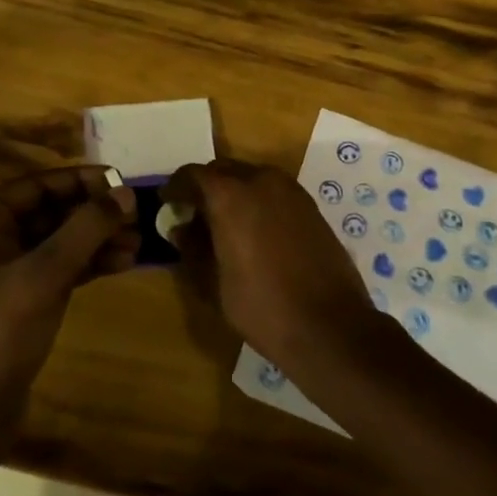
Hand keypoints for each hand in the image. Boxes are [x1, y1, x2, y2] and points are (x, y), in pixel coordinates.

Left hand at [0, 167, 136, 411]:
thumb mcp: (44, 274)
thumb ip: (86, 229)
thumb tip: (125, 193)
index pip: (37, 185)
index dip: (82, 181)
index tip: (123, 182)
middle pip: (50, 212)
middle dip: (94, 214)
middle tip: (138, 216)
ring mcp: (3, 271)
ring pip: (58, 241)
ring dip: (97, 240)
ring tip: (138, 243)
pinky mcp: (19, 299)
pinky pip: (57, 268)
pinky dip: (88, 263)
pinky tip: (122, 263)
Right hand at [164, 160, 376, 368]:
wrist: (330, 325)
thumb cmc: (263, 307)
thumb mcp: (214, 282)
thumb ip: (193, 248)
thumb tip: (181, 228)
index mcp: (231, 195)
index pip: (193, 175)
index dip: (176, 187)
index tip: (166, 203)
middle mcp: (261, 181)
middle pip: (223, 170)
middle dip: (205, 187)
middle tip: (193, 214)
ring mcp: (291, 190)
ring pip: (251, 177)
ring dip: (233, 191)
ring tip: (223, 222)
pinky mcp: (310, 205)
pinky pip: (274, 191)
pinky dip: (257, 200)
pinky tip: (254, 230)